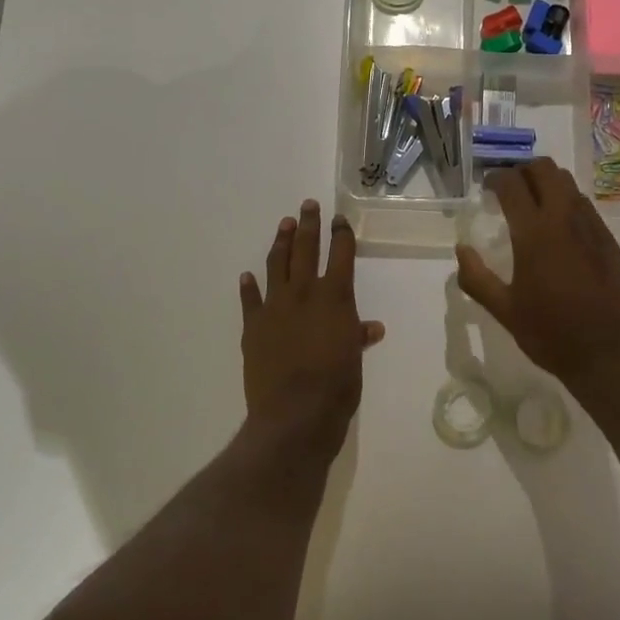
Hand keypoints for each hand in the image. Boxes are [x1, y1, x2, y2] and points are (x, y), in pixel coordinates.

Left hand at [240, 201, 383, 447]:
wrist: (294, 414)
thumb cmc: (337, 385)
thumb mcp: (355, 358)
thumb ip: (359, 336)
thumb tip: (372, 328)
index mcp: (335, 296)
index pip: (341, 254)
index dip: (341, 234)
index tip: (339, 219)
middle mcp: (304, 292)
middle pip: (306, 249)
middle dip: (308, 225)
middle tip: (307, 205)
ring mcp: (275, 307)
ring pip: (277, 265)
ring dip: (281, 242)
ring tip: (284, 225)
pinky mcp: (252, 326)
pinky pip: (250, 300)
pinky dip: (249, 287)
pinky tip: (247, 275)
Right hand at [455, 160, 619, 388]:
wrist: (608, 355)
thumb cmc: (551, 334)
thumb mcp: (505, 311)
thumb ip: (477, 278)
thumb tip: (461, 249)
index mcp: (535, 233)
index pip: (512, 184)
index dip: (496, 178)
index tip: (487, 188)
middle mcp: (565, 219)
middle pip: (545, 169)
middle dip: (523, 170)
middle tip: (509, 189)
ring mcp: (591, 226)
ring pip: (567, 183)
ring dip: (546, 183)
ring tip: (532, 204)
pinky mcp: (608, 239)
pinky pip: (584, 204)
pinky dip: (566, 201)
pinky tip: (558, 228)